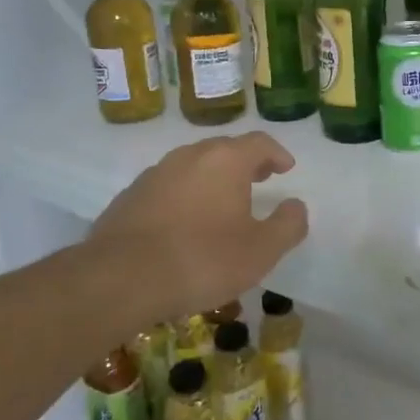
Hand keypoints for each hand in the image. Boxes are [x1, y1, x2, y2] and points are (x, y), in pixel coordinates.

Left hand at [92, 134, 308, 319]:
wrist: (122, 277)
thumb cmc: (203, 260)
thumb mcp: (261, 251)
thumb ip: (287, 225)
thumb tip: (296, 206)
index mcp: (225, 160)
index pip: (259, 142)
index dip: (277, 153)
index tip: (286, 168)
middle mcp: (189, 156)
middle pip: (224, 149)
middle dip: (245, 162)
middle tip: (259, 179)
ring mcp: (155, 173)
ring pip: (193, 165)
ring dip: (212, 177)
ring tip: (222, 202)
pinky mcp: (131, 195)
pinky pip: (168, 186)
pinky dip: (185, 194)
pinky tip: (185, 222)